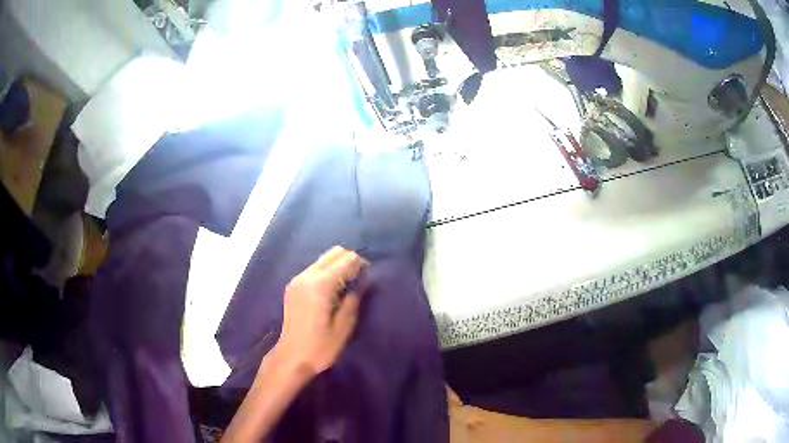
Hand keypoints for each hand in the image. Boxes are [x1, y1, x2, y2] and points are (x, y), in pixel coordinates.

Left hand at [272, 246, 368, 377]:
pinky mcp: (293, 286)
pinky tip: (332, 291)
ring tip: (347, 287)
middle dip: (350, 261)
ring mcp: (297, 280)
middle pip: (334, 253)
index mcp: (320, 284)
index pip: (346, 259)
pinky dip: (327, 272)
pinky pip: (314, 269)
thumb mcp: (344, 327)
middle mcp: (307, 276)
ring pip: (323, 259)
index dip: (361, 265)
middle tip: (360, 280)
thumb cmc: (320, 347)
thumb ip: (354, 299)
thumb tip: (362, 281)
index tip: (369, 278)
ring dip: (338, 266)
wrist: (291, 358)